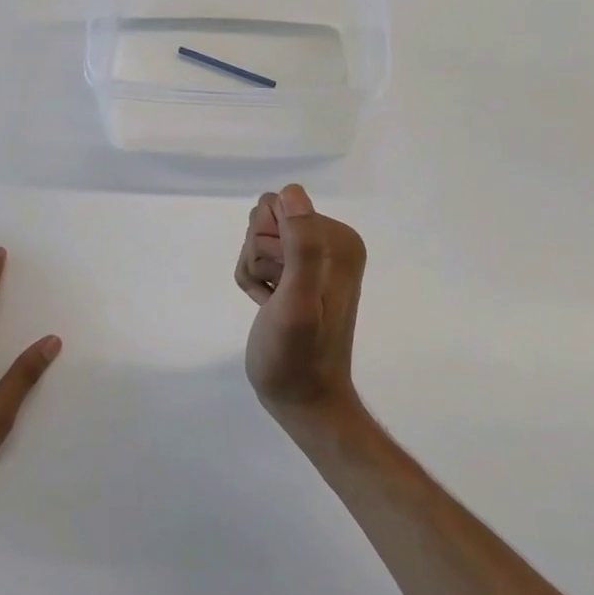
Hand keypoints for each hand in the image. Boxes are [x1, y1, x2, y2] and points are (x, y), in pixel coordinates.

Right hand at [235, 184, 366, 422]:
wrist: (302, 401)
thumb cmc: (297, 356)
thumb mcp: (297, 301)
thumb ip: (301, 246)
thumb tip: (293, 193)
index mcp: (339, 240)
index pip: (278, 205)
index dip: (266, 243)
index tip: (280, 280)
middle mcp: (331, 242)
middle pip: (266, 220)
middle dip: (257, 258)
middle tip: (275, 295)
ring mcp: (315, 258)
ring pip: (258, 239)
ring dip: (254, 272)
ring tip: (271, 304)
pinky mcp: (299, 274)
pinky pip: (259, 258)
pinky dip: (255, 283)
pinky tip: (268, 307)